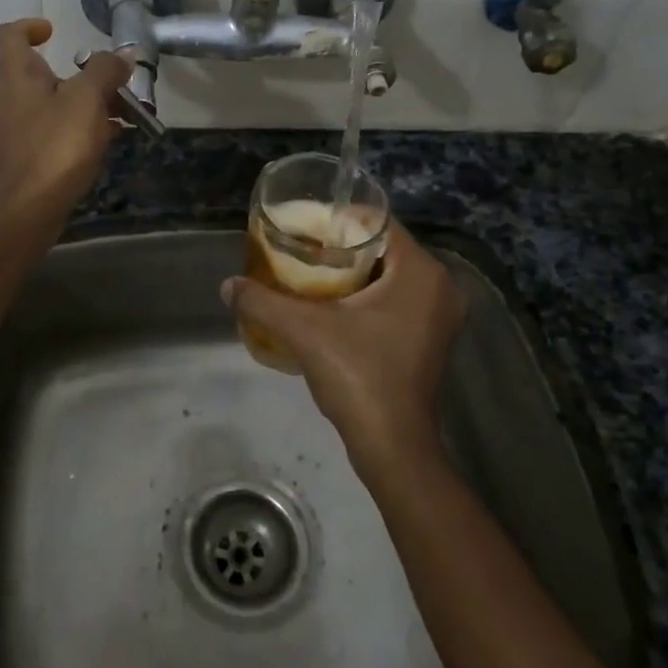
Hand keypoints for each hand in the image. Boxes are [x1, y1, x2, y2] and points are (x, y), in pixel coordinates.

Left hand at [0, 19, 127, 217]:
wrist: (22, 210)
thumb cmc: (55, 146)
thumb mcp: (88, 100)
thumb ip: (105, 72)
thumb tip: (122, 55)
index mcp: (14, 76)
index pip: (8, 36)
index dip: (29, 27)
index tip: (53, 32)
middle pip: (33, 76)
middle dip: (71, 79)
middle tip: (106, 91)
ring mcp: (1, 133)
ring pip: (41, 109)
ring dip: (73, 110)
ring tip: (111, 124)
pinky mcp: (9, 162)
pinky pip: (40, 137)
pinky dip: (64, 136)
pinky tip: (92, 151)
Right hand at [221, 221, 466, 477]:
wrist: (393, 446)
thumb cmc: (358, 376)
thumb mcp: (304, 331)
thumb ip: (263, 302)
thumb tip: (227, 285)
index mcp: (421, 272)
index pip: (379, 224)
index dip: (339, 220)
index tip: (305, 228)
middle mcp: (441, 287)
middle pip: (384, 249)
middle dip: (343, 248)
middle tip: (303, 250)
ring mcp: (441, 316)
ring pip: (391, 276)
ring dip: (354, 273)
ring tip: (311, 274)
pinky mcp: (433, 339)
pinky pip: (398, 299)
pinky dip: (369, 296)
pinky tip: (334, 306)